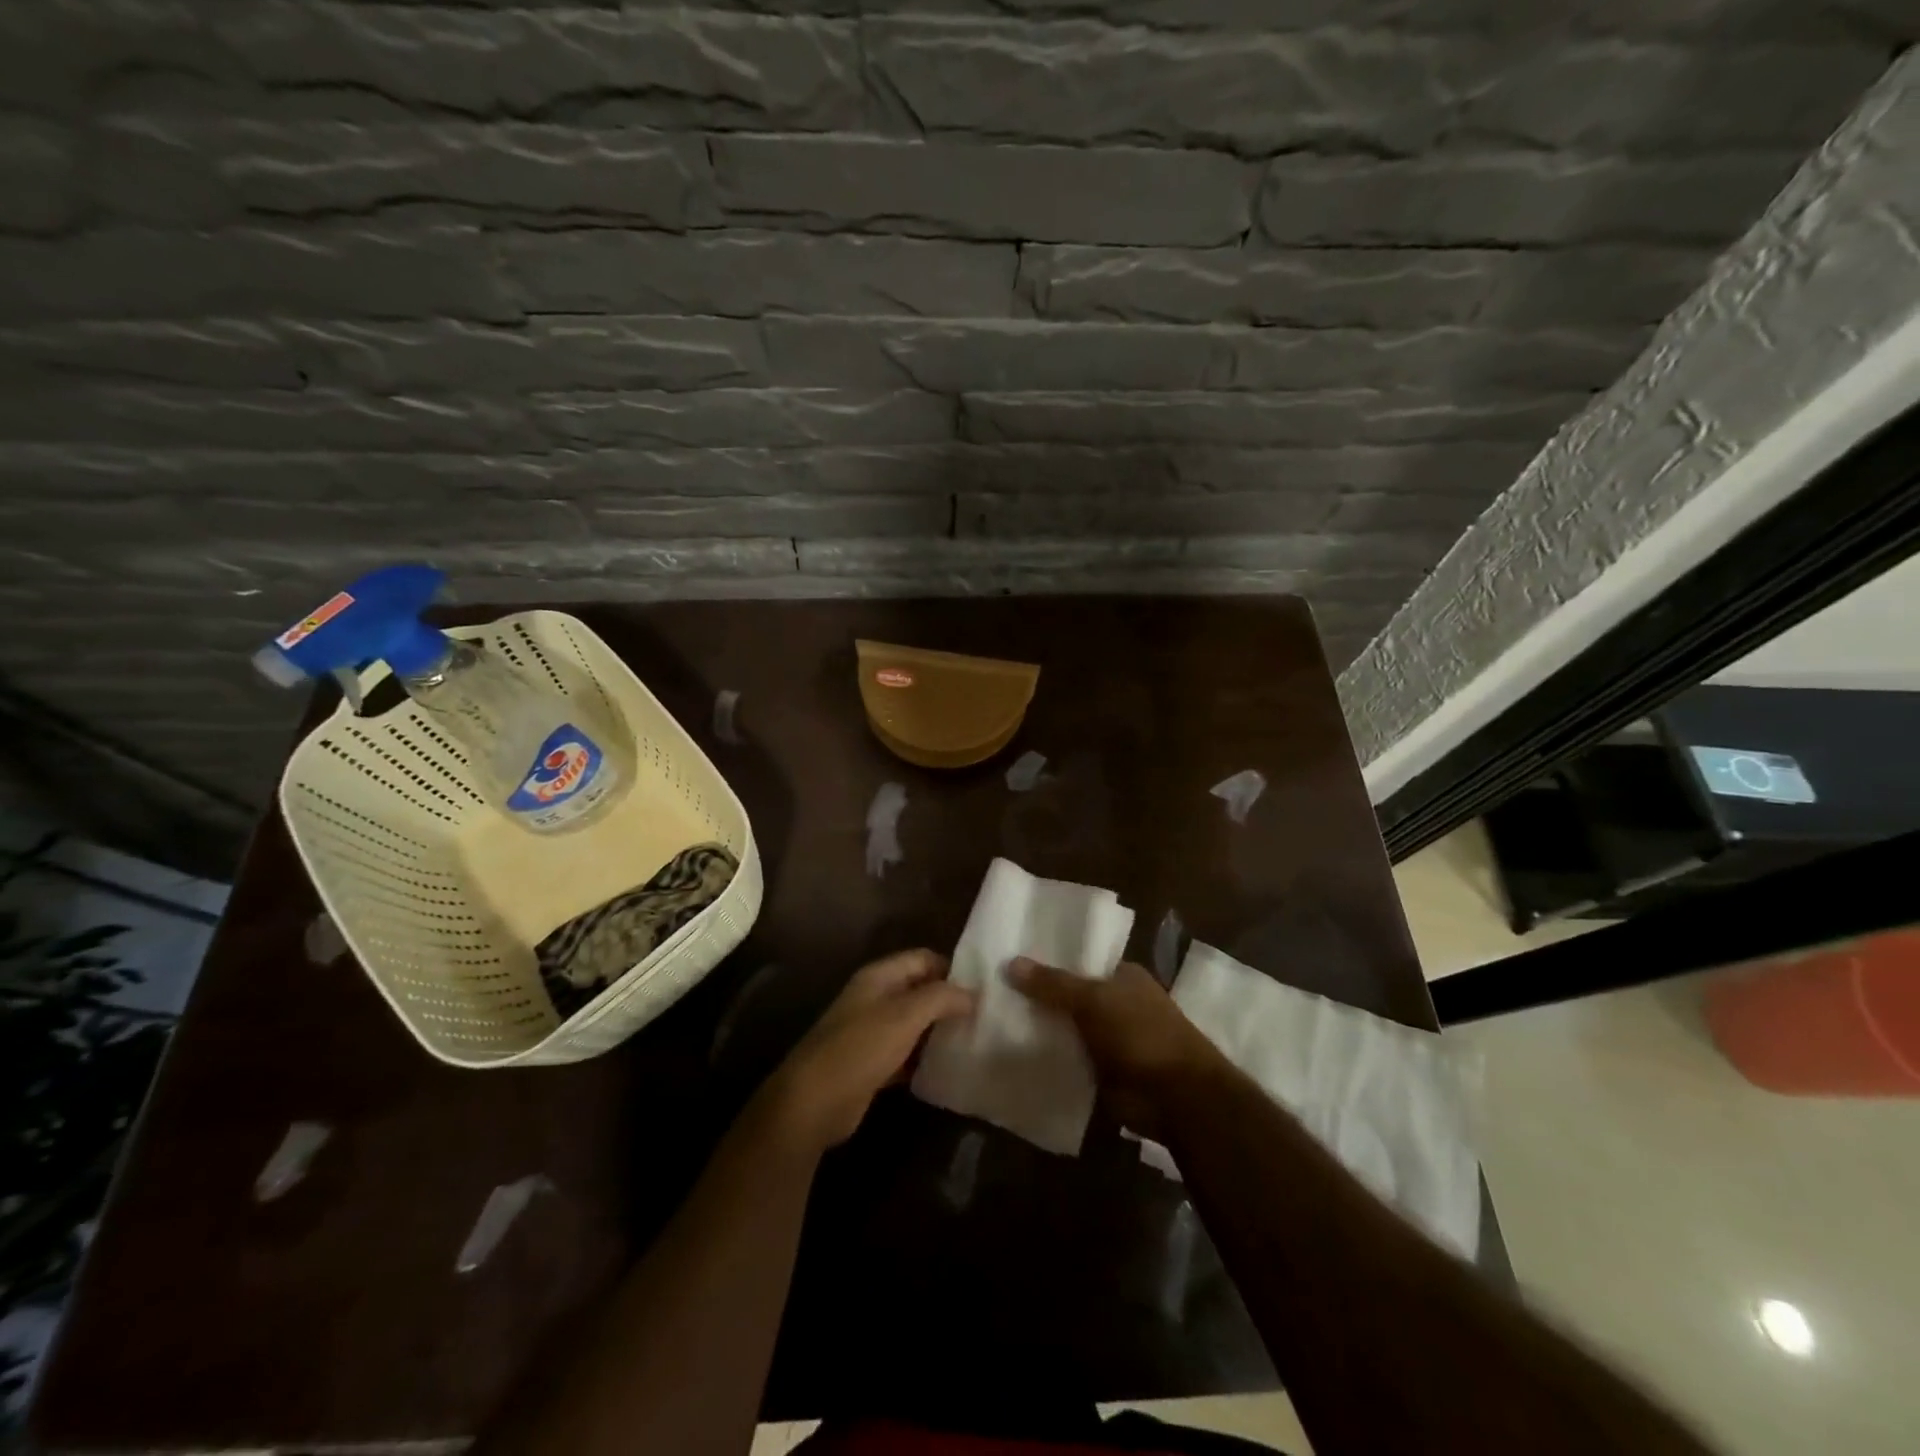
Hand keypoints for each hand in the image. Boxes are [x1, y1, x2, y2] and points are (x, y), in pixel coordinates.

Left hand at [757, 949, 974, 1154]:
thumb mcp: (905, 1015)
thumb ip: (941, 998)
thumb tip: (972, 993)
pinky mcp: (871, 1064)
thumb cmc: (860, 1047)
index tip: (982, 987)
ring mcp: (871, 1032)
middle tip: (983, 1016)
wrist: (814, 1101)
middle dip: (948, 1001)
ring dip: (938, 1031)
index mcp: (878, 976)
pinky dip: (924, 1058)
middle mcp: (874, 998)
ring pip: (913, 1023)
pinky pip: (905, 1053)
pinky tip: (948, 1068)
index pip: (922, 958)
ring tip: (973, 1040)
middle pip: (919, 990)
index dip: (951, 968)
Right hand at [1009, 957, 1224, 1141]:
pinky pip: (1067, 1059)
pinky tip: (1011, 1053)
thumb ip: (1053, 984)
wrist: (1176, 1098)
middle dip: (1038, 996)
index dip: (1047, 959)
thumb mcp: (1094, 1000)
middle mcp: (1117, 1004)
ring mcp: (1109, 1040)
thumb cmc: (1141, 1034)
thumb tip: (1011, 962)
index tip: (1009, 956)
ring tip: (992, 1018)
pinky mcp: (1101, 1073)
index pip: (1079, 960)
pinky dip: (1048, 1059)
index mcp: (1123, 976)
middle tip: (991, 987)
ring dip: (1040, 1029)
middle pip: (1069, 995)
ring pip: (1066, 1029)